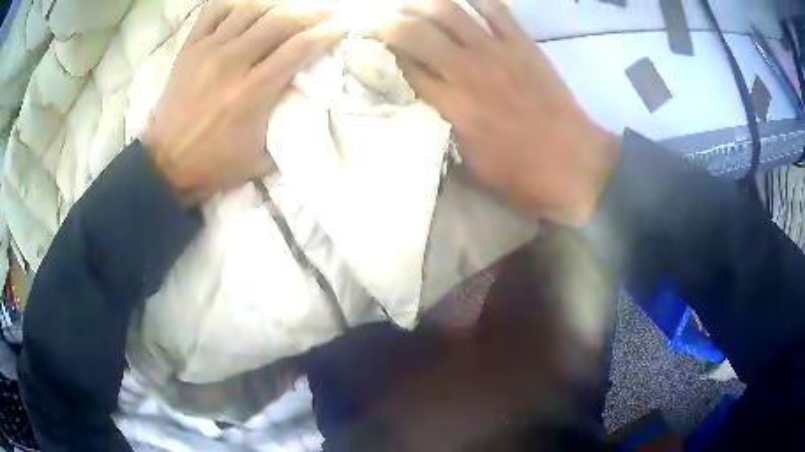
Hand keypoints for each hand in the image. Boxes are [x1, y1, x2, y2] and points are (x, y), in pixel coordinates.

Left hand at [141, 0, 344, 204]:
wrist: (165, 164)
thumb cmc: (214, 164)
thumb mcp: (261, 158)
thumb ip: (286, 126)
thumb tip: (308, 100)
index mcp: (251, 92)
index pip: (299, 47)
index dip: (326, 33)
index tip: (341, 26)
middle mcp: (231, 63)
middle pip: (279, 19)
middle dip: (310, 11)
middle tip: (325, 10)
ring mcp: (207, 51)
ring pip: (250, 8)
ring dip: (276, 4)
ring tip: (289, 8)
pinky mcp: (189, 49)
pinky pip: (214, 11)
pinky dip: (234, 4)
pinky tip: (246, 10)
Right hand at [371, 0, 619, 225]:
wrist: (575, 167)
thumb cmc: (521, 176)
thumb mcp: (469, 165)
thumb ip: (441, 129)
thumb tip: (423, 105)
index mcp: (450, 105)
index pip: (400, 67)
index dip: (377, 54)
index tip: (366, 49)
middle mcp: (466, 70)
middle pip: (413, 30)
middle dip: (386, 21)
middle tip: (377, 21)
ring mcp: (497, 52)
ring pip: (448, 11)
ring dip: (420, 3)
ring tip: (409, 5)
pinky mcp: (523, 45)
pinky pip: (496, 10)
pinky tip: (463, 0)